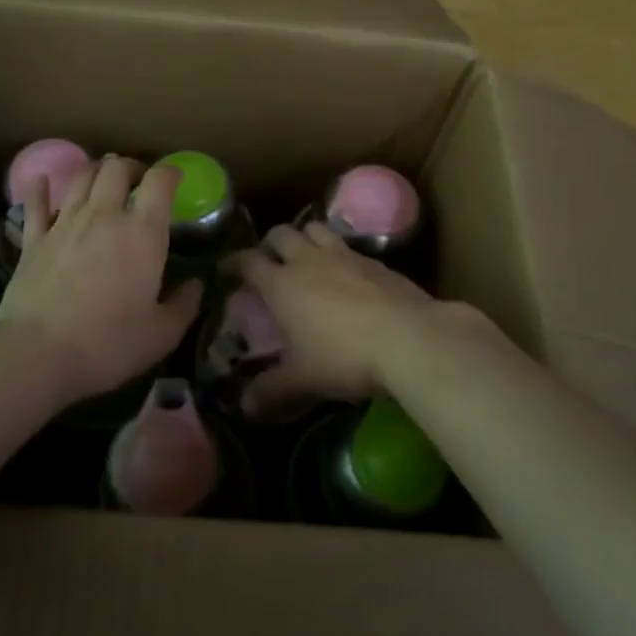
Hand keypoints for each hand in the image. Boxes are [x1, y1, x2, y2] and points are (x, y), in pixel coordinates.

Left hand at [0, 156, 201, 404]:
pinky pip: (35, 204)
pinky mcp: (33, 240)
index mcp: (143, 233)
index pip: (159, 182)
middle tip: (139, 181)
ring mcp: (64, 224)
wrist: (37, 354)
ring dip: (96, 171)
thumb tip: (196, 287)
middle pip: (117, 169)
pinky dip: (39, 189)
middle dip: (131, 167)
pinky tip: (41, 181)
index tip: (176, 178)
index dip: (170, 173)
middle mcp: (104, 216)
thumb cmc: (108, 344)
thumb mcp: (162, 335)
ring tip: (103, 179)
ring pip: (81, 178)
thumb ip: (184, 305)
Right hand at [225, 223, 482, 418]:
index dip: (233, 262)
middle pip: (281, 233)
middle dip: (270, 243)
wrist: (409, 338)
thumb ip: (272, 390)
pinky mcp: (375, 260)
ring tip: (306, 256)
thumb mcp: (303, 379)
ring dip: (304, 237)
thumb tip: (245, 407)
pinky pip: (347, 245)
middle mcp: (309, 260)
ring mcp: (345, 255)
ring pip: (315, 228)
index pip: (248, 261)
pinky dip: (338, 253)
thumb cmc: (344, 356)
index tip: (226, 268)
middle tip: (268, 261)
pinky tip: (345, 273)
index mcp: (282, 284)